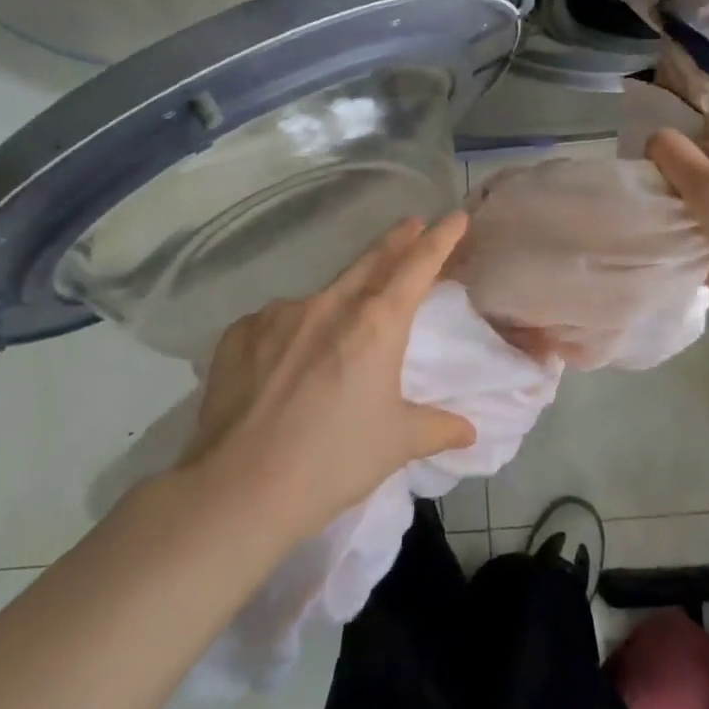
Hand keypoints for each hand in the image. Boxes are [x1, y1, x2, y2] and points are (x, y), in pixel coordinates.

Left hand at [185, 215, 478, 537]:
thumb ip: (437, 428)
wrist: (239, 490)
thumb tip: (469, 430)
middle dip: (396, 240)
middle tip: (411, 224)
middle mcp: (329, 304)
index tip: (455, 217)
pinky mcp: (240, 332)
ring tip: (338, 332)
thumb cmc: (333, 462)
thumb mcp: (396, 443)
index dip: (440, 239)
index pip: (417, 265)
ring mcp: (279, 314)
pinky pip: (277, 322)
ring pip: (321, 296)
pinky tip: (285, 364)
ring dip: (340, 300)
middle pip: (371, 261)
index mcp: (376, 323)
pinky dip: (292, 332)